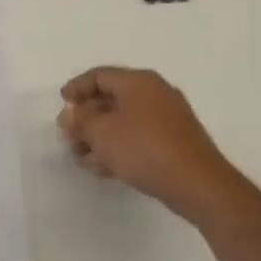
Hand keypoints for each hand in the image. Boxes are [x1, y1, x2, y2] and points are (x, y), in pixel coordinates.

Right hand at [58, 67, 238, 223]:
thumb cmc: (144, 149)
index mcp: (138, 82)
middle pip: (110, 99)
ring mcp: (167, 118)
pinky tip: (104, 168)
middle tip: (70, 136)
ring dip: (99, 138)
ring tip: (83, 159)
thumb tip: (70, 114)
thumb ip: (80, 121)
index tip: (62, 103)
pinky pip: (138, 137)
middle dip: (86, 119)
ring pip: (123, 122)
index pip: (99, 75)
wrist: (198, 184)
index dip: (77, 88)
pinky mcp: (174, 142)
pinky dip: (119, 147)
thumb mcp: (101, 133)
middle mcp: (154, 93)